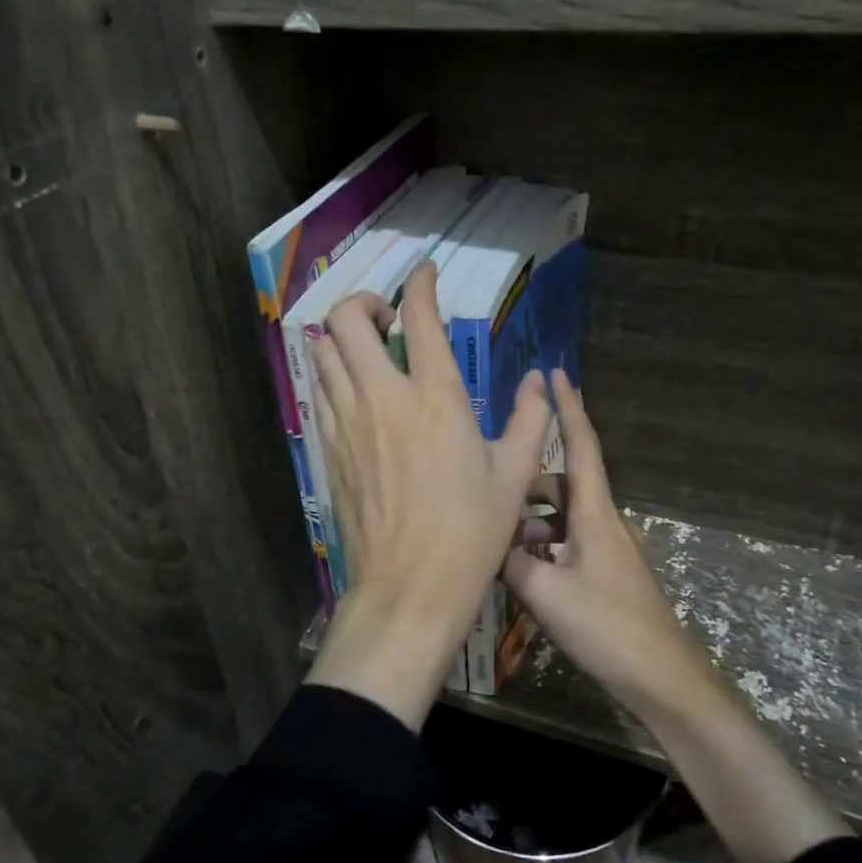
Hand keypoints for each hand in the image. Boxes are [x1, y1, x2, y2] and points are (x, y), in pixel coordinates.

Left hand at [306, 262, 551, 726]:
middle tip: (388, 319)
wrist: (408, 588)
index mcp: (436, 399)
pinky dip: (334, 376)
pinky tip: (357, 394)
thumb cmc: (470, 534)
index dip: (421, 284)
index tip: (426, 274)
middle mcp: (383, 399)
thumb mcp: (514, 476)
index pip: (418, 318)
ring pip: (324, 352)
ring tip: (370, 352)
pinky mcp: (329, 449)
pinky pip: (320, 392)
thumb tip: (541, 382)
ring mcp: (347, 423)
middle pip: (347, 320)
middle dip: (364, 301)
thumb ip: (530, 420)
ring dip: (344, 338)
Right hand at [502, 370, 712, 711]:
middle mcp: (602, 522)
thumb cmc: (606, 626)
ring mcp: (606, 550)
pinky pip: (566, 545)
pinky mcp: (604, 576)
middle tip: (492, 493)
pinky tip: (518, 574)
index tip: (556, 374)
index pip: (582, 445)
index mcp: (594, 513)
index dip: (568, 408)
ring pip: (561, 519)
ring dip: (530, 523)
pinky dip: (542, 549)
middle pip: (562, 485)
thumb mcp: (544, 592)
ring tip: (497, 543)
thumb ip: (509, 562)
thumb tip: (486, 543)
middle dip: (527, 483)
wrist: (660, 677)